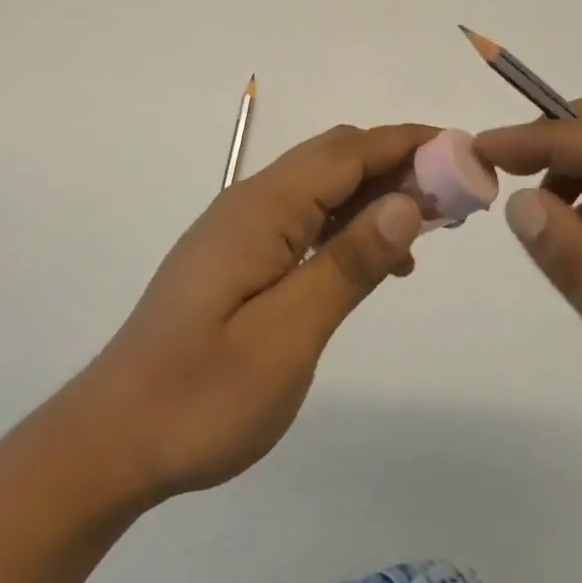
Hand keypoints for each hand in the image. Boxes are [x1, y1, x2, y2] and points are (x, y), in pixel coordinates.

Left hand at [58, 122, 435, 507]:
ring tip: (430, 227)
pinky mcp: (237, 256)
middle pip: (336, 159)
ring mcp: (239, 229)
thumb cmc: (201, 395)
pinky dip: (347, 223)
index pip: (348, 151)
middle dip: (399, 164)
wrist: (113, 438)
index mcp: (262, 209)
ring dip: (376, 193)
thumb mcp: (287, 336)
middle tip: (457, 198)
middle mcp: (249, 202)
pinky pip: (303, 219)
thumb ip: (348, 264)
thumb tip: (407, 202)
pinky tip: (375, 261)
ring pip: (321, 187)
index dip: (410, 144)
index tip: (467, 155)